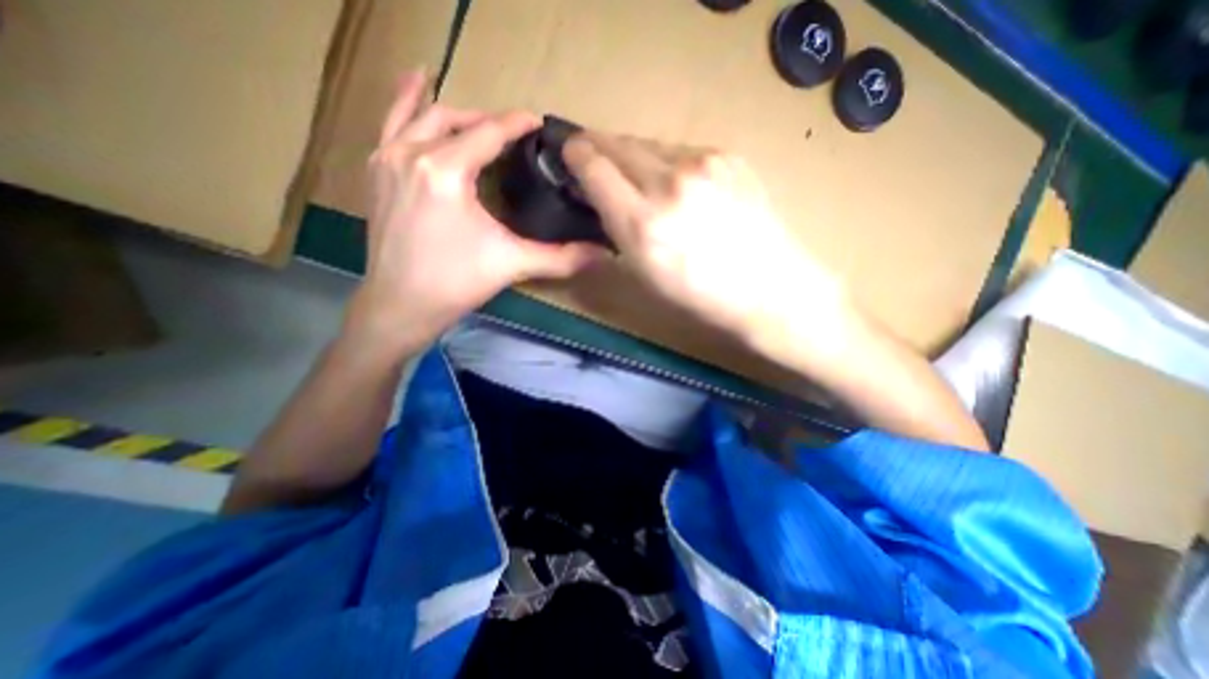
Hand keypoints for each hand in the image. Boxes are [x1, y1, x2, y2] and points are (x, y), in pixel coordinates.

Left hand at [344, 68, 609, 353]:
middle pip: (455, 119)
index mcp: (446, 171)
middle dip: (487, 120)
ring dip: (452, 111)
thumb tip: (602, 254)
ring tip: (474, 112)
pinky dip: (406, 106)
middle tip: (513, 133)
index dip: (516, 124)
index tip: (537, 121)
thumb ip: (560, 257)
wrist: (401, 305)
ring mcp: (387, 160)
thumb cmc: (457, 283)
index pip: (488, 133)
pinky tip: (416, 91)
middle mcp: (412, 153)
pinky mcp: (376, 173)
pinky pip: (390, 126)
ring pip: (420, 116)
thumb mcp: (512, 265)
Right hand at [564, 131, 847, 357]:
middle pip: (618, 143)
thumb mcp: (644, 274)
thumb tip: (600, 200)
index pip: (594, 166)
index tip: (570, 154)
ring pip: (649, 143)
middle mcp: (669, 183)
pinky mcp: (729, 155)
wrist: (770, 288)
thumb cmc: (701, 297)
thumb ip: (616, 230)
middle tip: (593, 158)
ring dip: (634, 155)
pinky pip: (681, 150)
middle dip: (599, 147)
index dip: (576, 155)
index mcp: (642, 223)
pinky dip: (667, 161)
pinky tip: (676, 182)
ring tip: (636, 175)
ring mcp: (703, 163)